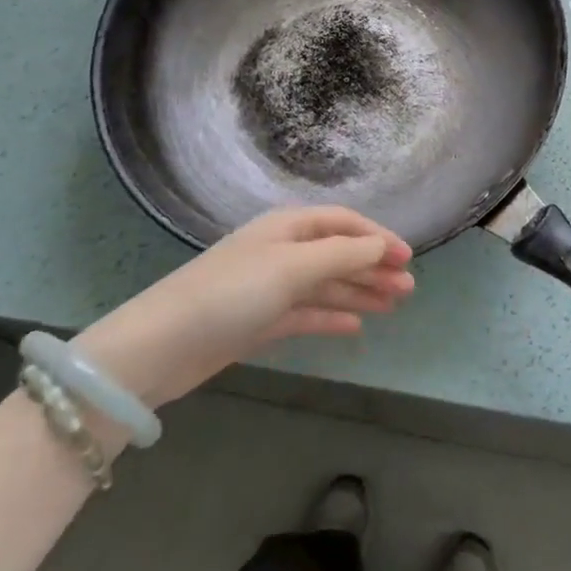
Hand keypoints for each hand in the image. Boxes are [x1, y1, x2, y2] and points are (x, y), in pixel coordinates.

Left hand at [74, 207, 414, 409]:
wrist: (161, 346)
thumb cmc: (232, 293)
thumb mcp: (293, 267)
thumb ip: (342, 256)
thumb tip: (381, 247)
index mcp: (288, 227)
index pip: (344, 224)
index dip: (377, 238)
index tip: (408, 258)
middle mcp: (281, 251)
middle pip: (338, 254)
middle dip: (373, 268)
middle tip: (409, 290)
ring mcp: (270, 287)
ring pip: (326, 285)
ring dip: (360, 292)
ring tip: (395, 306)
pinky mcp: (259, 321)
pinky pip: (307, 313)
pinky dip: (332, 316)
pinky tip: (356, 326)